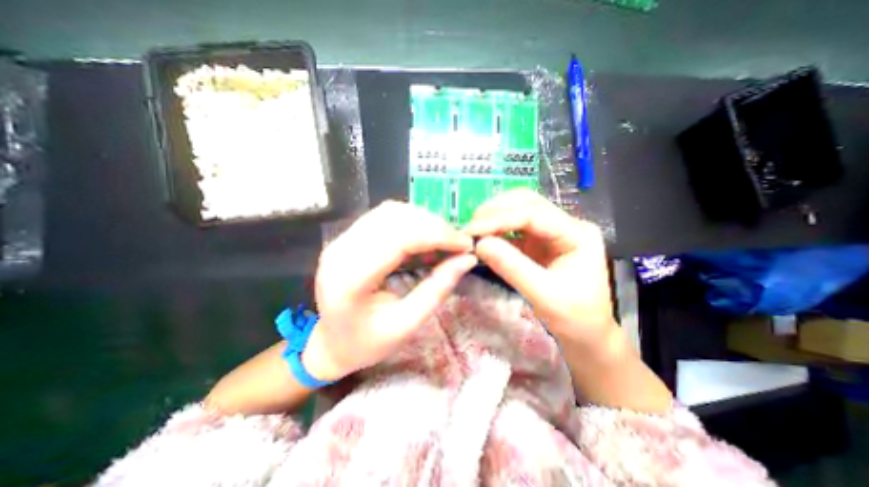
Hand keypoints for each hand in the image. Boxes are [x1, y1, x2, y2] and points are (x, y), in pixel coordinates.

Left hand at [302, 200, 478, 381]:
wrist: (330, 344)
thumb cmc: (366, 343)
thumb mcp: (406, 325)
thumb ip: (437, 289)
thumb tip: (467, 259)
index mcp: (350, 278)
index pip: (399, 239)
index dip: (437, 235)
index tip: (465, 244)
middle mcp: (341, 250)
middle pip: (394, 217)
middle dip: (434, 225)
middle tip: (457, 242)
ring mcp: (342, 240)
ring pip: (390, 211)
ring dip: (423, 220)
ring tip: (444, 239)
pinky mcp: (348, 237)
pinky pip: (384, 216)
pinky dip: (411, 221)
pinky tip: (425, 236)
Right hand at [464, 188, 612, 349]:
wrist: (586, 333)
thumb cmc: (574, 317)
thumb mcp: (544, 295)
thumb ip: (512, 267)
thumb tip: (479, 245)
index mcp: (577, 233)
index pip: (534, 214)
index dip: (500, 219)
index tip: (472, 230)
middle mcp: (565, 225)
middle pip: (527, 203)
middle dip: (496, 211)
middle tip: (471, 227)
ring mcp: (551, 232)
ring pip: (519, 211)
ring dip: (494, 217)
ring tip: (474, 230)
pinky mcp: (538, 242)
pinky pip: (513, 229)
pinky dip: (496, 231)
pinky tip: (483, 238)